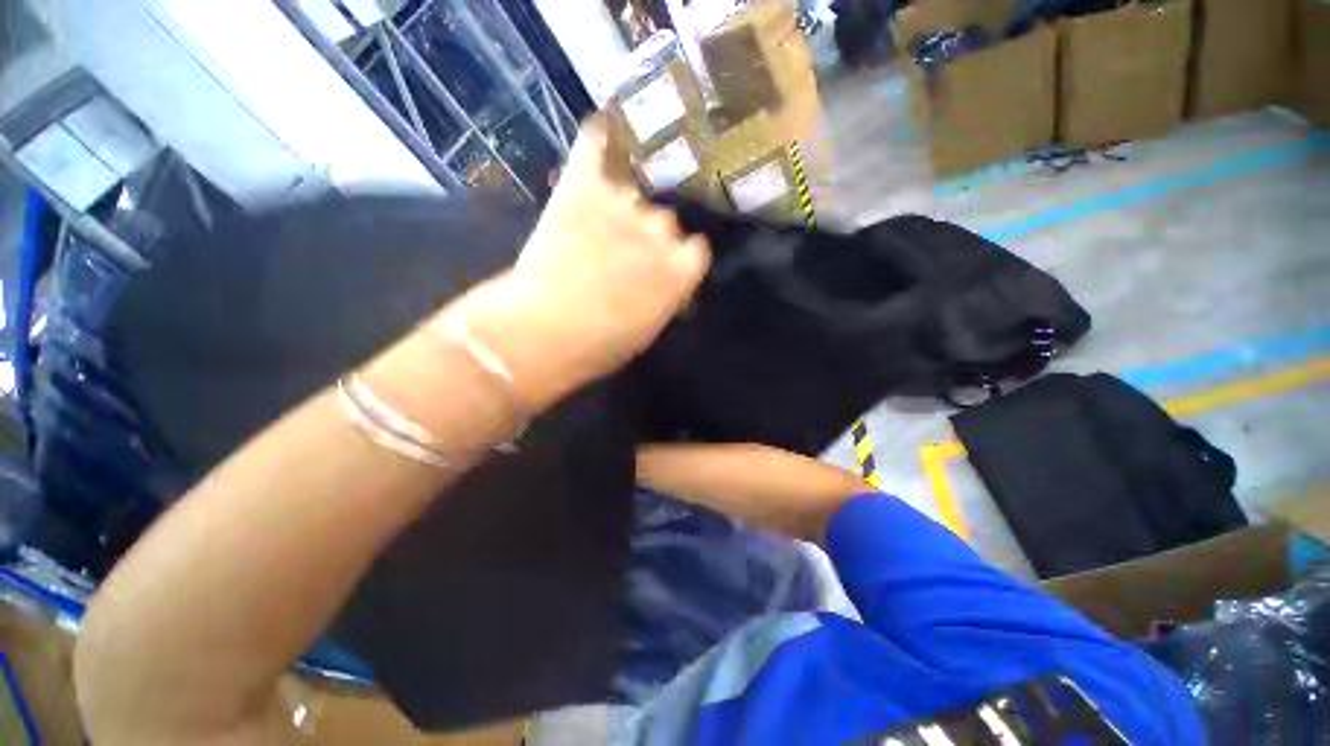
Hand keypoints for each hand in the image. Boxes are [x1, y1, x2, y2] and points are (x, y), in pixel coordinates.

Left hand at [457, 119, 710, 407]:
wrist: (541, 333)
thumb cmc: (598, 347)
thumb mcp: (647, 331)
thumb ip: (666, 297)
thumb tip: (670, 280)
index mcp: (680, 271)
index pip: (695, 250)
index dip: (678, 260)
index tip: (664, 271)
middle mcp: (661, 231)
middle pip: (665, 221)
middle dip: (648, 238)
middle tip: (621, 256)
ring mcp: (622, 205)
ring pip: (632, 195)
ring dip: (619, 209)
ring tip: (595, 227)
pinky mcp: (581, 189)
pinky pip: (595, 145)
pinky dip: (598, 140)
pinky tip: (601, 133)